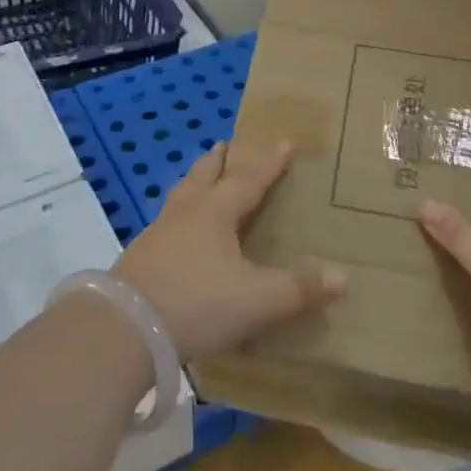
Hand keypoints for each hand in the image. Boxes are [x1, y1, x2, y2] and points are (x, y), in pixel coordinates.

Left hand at [113, 141, 345, 361]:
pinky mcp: (139, 258)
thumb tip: (344, 277)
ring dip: (193, 183)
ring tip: (199, 181)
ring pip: (180, 197)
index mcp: (216, 212)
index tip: (284, 142)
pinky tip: (176, 234)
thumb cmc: (199, 302)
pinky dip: (178, 217)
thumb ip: (299, 289)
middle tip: (225, 144)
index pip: (249, 179)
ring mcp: (157, 234)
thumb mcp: (258, 299)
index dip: (270, 163)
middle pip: (204, 176)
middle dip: (218, 161)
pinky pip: (165, 225)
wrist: (126, 328)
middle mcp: (186, 213)